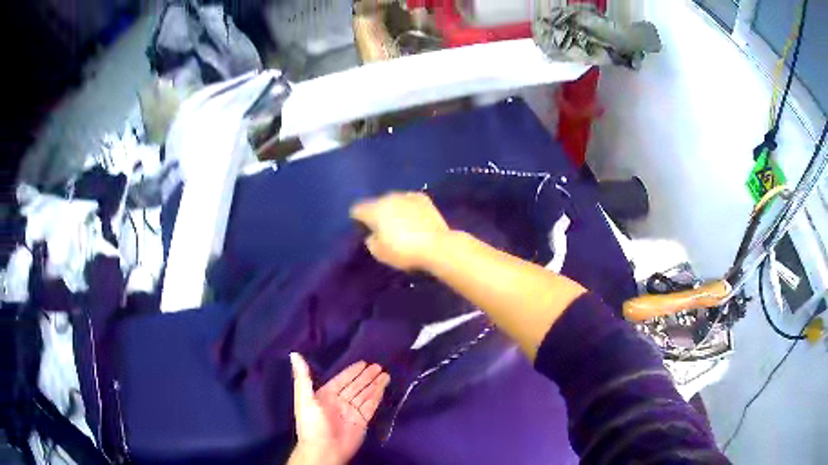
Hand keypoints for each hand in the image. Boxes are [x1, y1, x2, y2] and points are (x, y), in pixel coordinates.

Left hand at [288, 353, 389, 464]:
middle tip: (378, 366)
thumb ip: (303, 377)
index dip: (352, 372)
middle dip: (366, 376)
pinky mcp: (361, 421)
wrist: (323, 451)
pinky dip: (377, 396)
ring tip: (385, 374)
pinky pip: (370, 406)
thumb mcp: (304, 399)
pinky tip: (383, 387)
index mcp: (325, 395)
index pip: (341, 380)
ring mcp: (351, 412)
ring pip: (365, 394)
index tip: (363, 363)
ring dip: (375, 384)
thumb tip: (294, 354)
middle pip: (355, 386)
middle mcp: (339, 402)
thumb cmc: (312, 424)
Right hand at [350, 192, 449, 270]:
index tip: (364, 231)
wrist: (437, 246)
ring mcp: (407, 196)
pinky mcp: (423, 198)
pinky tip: (414, 219)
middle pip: (376, 203)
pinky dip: (408, 208)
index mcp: (374, 209)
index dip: (358, 220)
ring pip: (393, 201)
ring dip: (393, 210)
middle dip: (377, 214)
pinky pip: (409, 201)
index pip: (357, 209)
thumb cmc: (403, 251)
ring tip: (400, 225)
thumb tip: (373, 234)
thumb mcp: (379, 253)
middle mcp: (388, 197)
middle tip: (383, 230)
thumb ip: (371, 241)